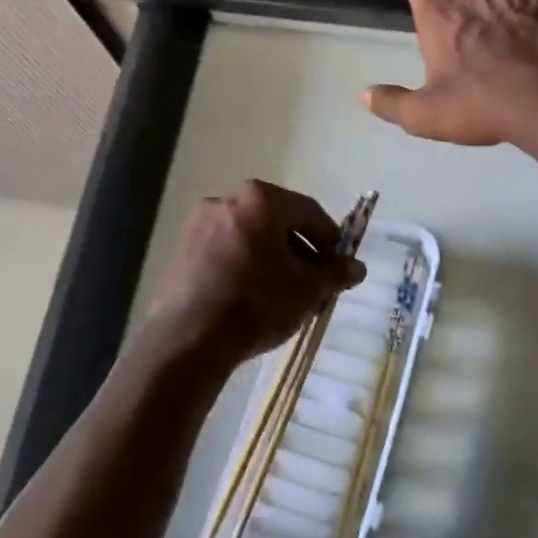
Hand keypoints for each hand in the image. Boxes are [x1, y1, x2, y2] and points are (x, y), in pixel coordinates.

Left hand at [144, 180, 365, 367]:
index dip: (331, 241)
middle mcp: (226, 199)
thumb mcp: (308, 290)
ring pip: (250, 237)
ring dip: (273, 259)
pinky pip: (225, 251)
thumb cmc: (258, 303)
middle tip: (315, 283)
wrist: (190, 338)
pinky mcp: (181, 250)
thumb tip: (356, 267)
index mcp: (261, 199)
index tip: (340, 268)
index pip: (310, 212)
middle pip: (277, 222)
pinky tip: (252, 297)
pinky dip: (245, 266)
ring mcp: (199, 224)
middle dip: (301, 251)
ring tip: (285, 294)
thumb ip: (336, 273)